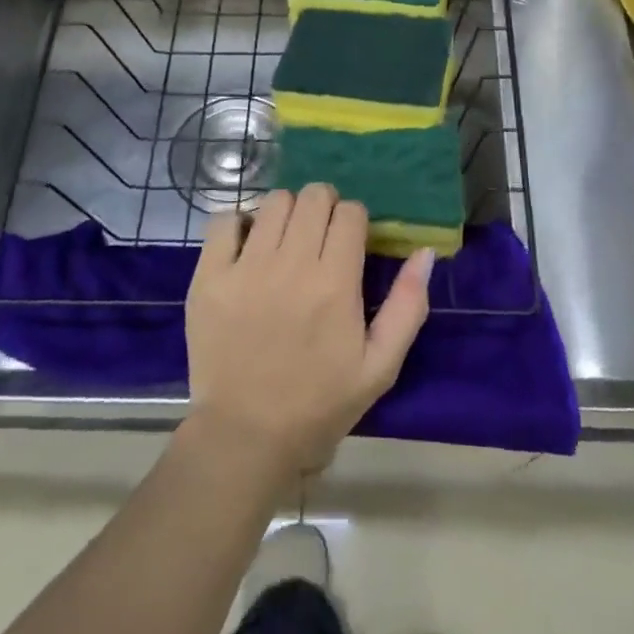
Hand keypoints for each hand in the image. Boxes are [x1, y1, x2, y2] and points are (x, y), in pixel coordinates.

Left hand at [185, 185, 432, 480]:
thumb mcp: (380, 366)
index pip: (350, 212)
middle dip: (324, 206)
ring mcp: (245, 268)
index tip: (350, 240)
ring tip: (286, 239)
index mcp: (335, 283)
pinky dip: (239, 224)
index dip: (355, 219)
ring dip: (287, 212)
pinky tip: (247, 246)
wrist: (246, 437)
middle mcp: (291, 265)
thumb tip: (425, 252)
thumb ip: (408, 305)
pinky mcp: (208, 277)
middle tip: (320, 235)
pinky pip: (224, 221)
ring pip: (274, 201)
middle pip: (313, 196)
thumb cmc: (320, 404)